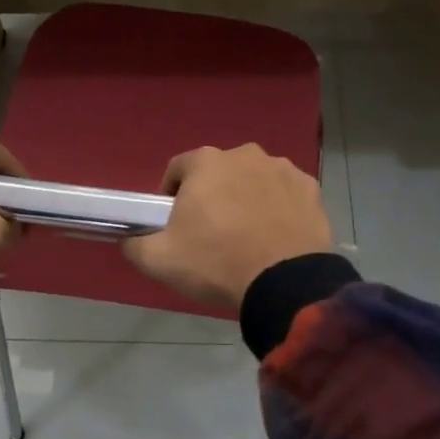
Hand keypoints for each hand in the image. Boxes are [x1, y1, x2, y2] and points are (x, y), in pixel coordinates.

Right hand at [124, 144, 333, 309]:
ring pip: (253, 180)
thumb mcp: (158, 260)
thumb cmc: (217, 263)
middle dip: (212, 195)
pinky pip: (284, 194)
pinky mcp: (310, 189)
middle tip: (212, 233)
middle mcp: (245, 154)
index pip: (178, 169)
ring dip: (246, 198)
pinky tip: (276, 235)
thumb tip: (129, 238)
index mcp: (206, 162)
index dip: (171, 195)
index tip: (175, 224)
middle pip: (218, 173)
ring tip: (247, 236)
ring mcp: (282, 169)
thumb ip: (135, 243)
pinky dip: (278, 208)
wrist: (286, 283)